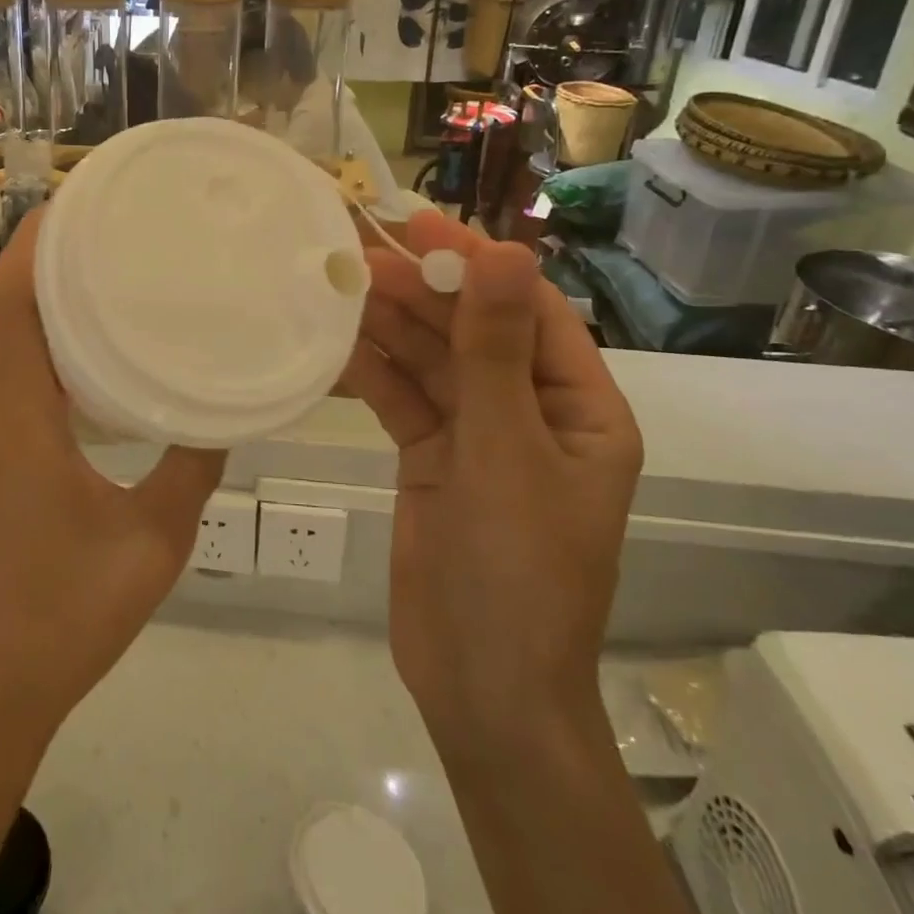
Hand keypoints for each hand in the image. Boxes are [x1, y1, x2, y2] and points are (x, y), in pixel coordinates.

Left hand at [0, 210, 225, 752]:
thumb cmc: (64, 612)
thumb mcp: (154, 538)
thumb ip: (194, 466)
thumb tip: (231, 412)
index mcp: (12, 414)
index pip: (7, 301)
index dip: (35, 243)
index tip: (81, 204)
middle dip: (39, 254)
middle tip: (106, 226)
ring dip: (29, 291)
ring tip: (95, 266)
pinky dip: (25, 333)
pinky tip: (76, 343)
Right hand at [341, 212, 641, 760]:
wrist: (480, 688)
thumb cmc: (516, 569)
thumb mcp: (506, 450)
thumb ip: (493, 350)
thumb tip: (505, 252)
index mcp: (577, 407)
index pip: (528, 311)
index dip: (477, 264)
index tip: (421, 224)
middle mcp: (529, 411)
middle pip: (472, 332)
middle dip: (422, 292)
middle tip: (361, 252)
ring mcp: (477, 436)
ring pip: (431, 363)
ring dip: (391, 326)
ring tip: (341, 285)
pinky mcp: (431, 458)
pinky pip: (403, 400)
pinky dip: (373, 373)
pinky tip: (337, 347)